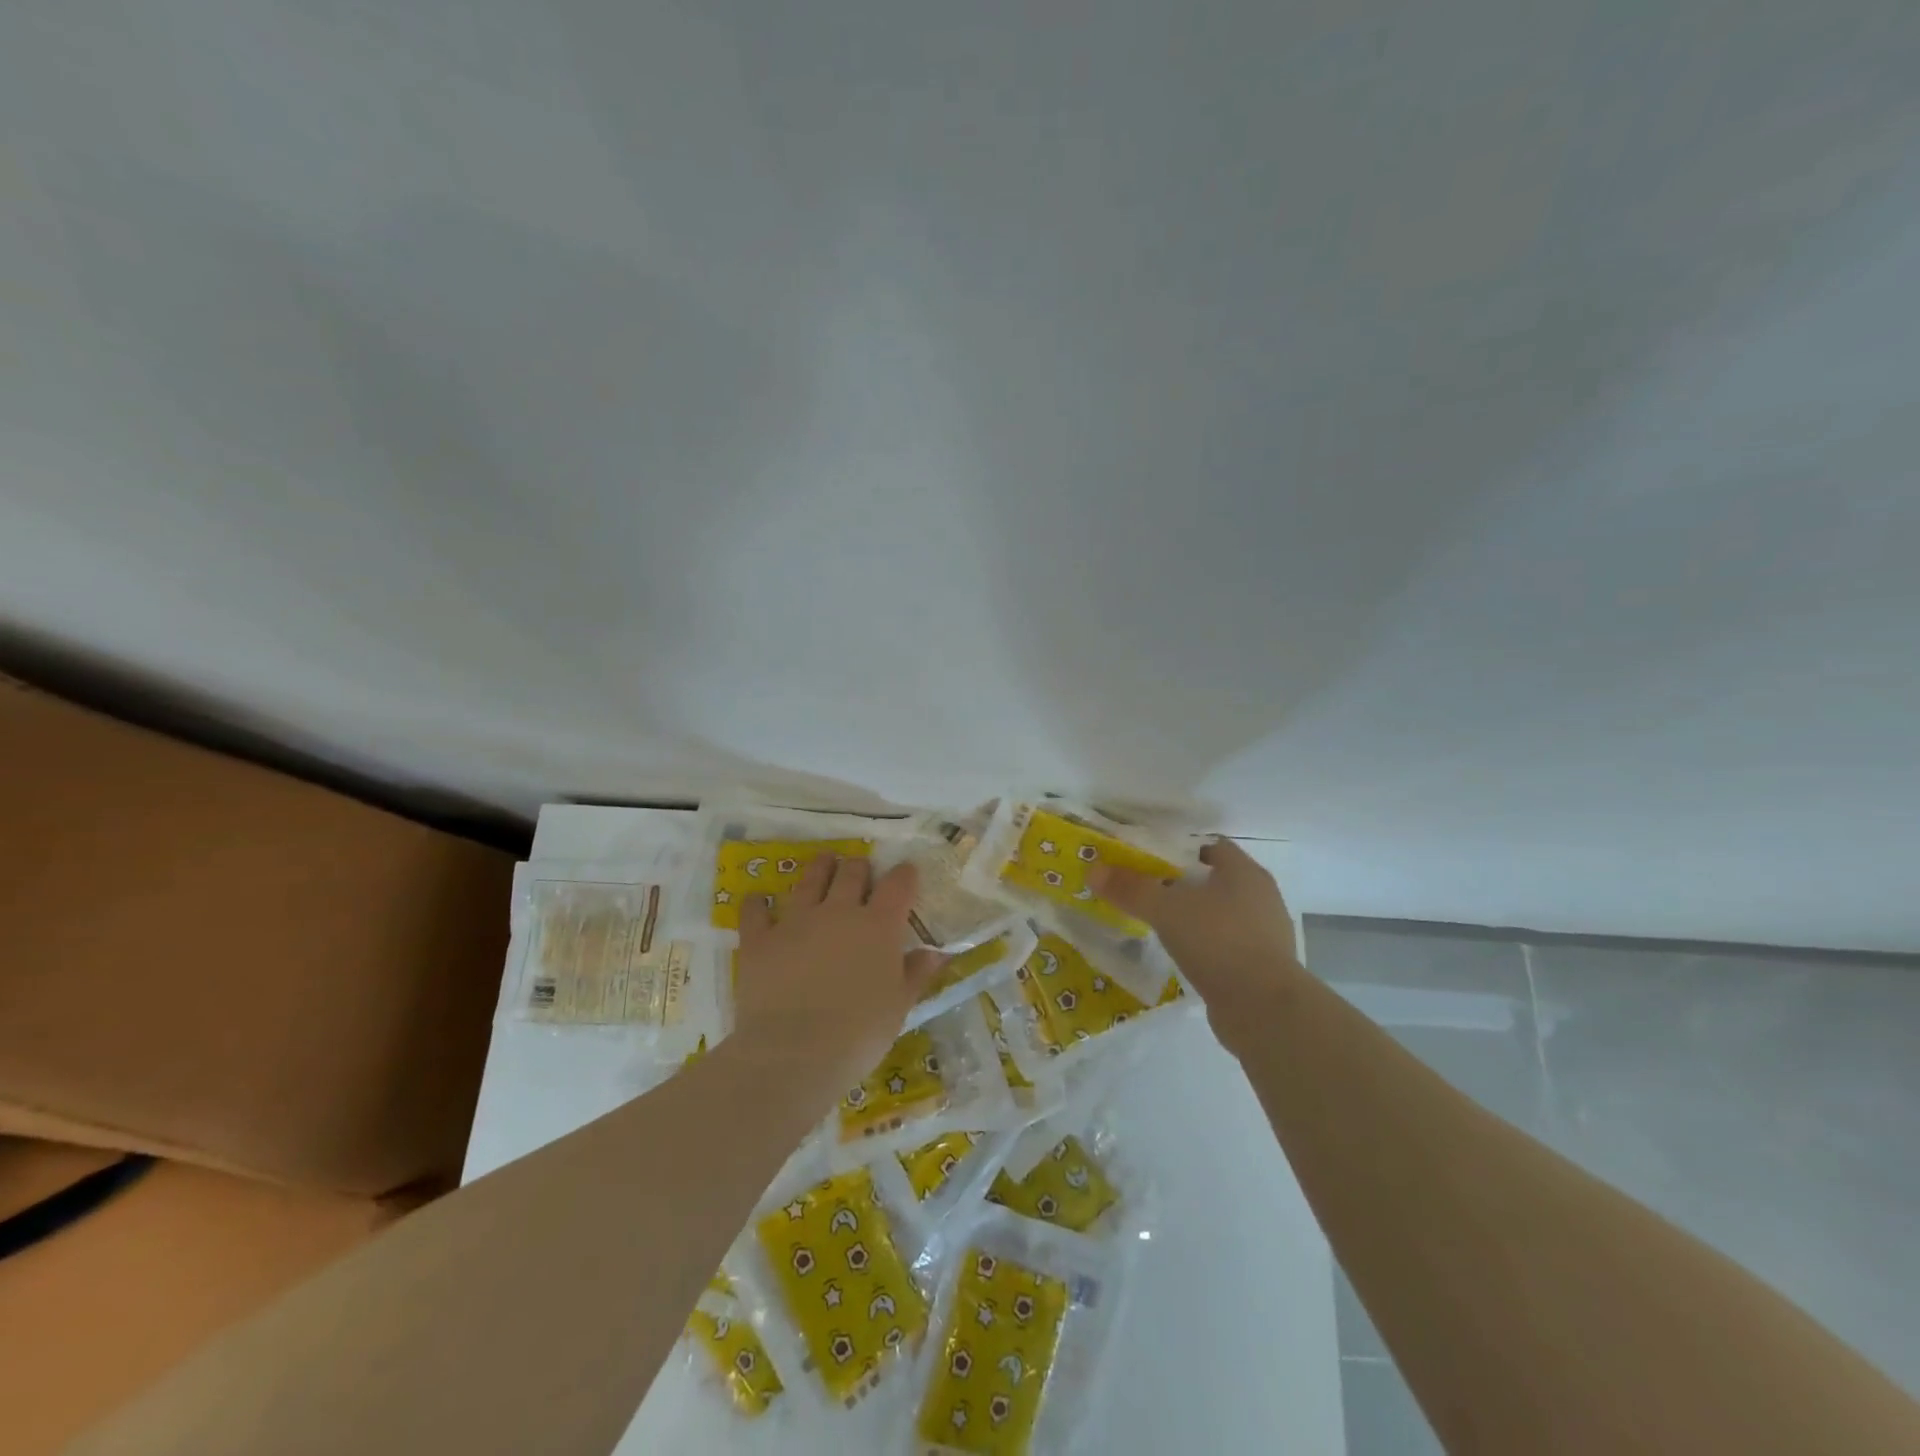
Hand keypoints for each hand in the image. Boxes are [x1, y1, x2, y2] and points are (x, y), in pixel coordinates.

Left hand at [734, 855, 942, 1090]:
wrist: (794, 1053)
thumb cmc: (859, 1034)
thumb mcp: (899, 1006)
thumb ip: (916, 974)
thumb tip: (935, 953)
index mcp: (878, 926)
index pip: (898, 884)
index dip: (904, 874)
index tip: (907, 873)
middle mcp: (839, 911)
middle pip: (852, 872)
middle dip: (859, 868)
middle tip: (860, 871)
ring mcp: (796, 921)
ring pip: (810, 879)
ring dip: (820, 868)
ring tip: (824, 862)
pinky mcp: (760, 938)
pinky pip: (756, 910)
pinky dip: (758, 903)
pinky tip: (759, 900)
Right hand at [1091, 838, 1300, 1052]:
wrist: (1264, 1010)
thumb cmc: (1218, 942)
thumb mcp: (1166, 910)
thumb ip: (1130, 889)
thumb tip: (1094, 870)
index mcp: (1245, 872)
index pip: (1211, 846)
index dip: (1179, 849)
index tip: (1149, 860)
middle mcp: (1262, 897)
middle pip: (1216, 880)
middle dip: (1182, 883)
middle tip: (1147, 891)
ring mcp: (1266, 934)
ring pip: (1222, 913)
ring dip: (1194, 917)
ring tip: (1160, 924)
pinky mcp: (1264, 967)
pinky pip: (1228, 944)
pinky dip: (1206, 945)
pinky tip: (1183, 956)